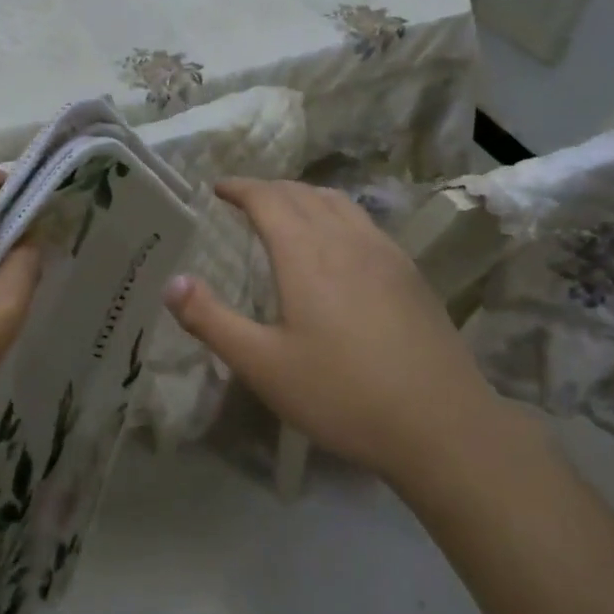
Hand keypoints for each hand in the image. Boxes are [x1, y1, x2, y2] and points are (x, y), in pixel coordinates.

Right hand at [163, 178, 491, 478]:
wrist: (442, 426)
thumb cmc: (342, 394)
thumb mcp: (262, 365)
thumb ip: (211, 320)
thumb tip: (171, 282)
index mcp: (306, 253)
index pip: (267, 198)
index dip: (239, 187)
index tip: (217, 188)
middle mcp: (345, 239)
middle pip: (302, 193)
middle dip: (267, 189)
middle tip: (243, 201)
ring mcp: (384, 253)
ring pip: (337, 202)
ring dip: (303, 196)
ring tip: (286, 212)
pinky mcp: (410, 273)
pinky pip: (363, 222)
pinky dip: (335, 213)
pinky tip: (337, 244)